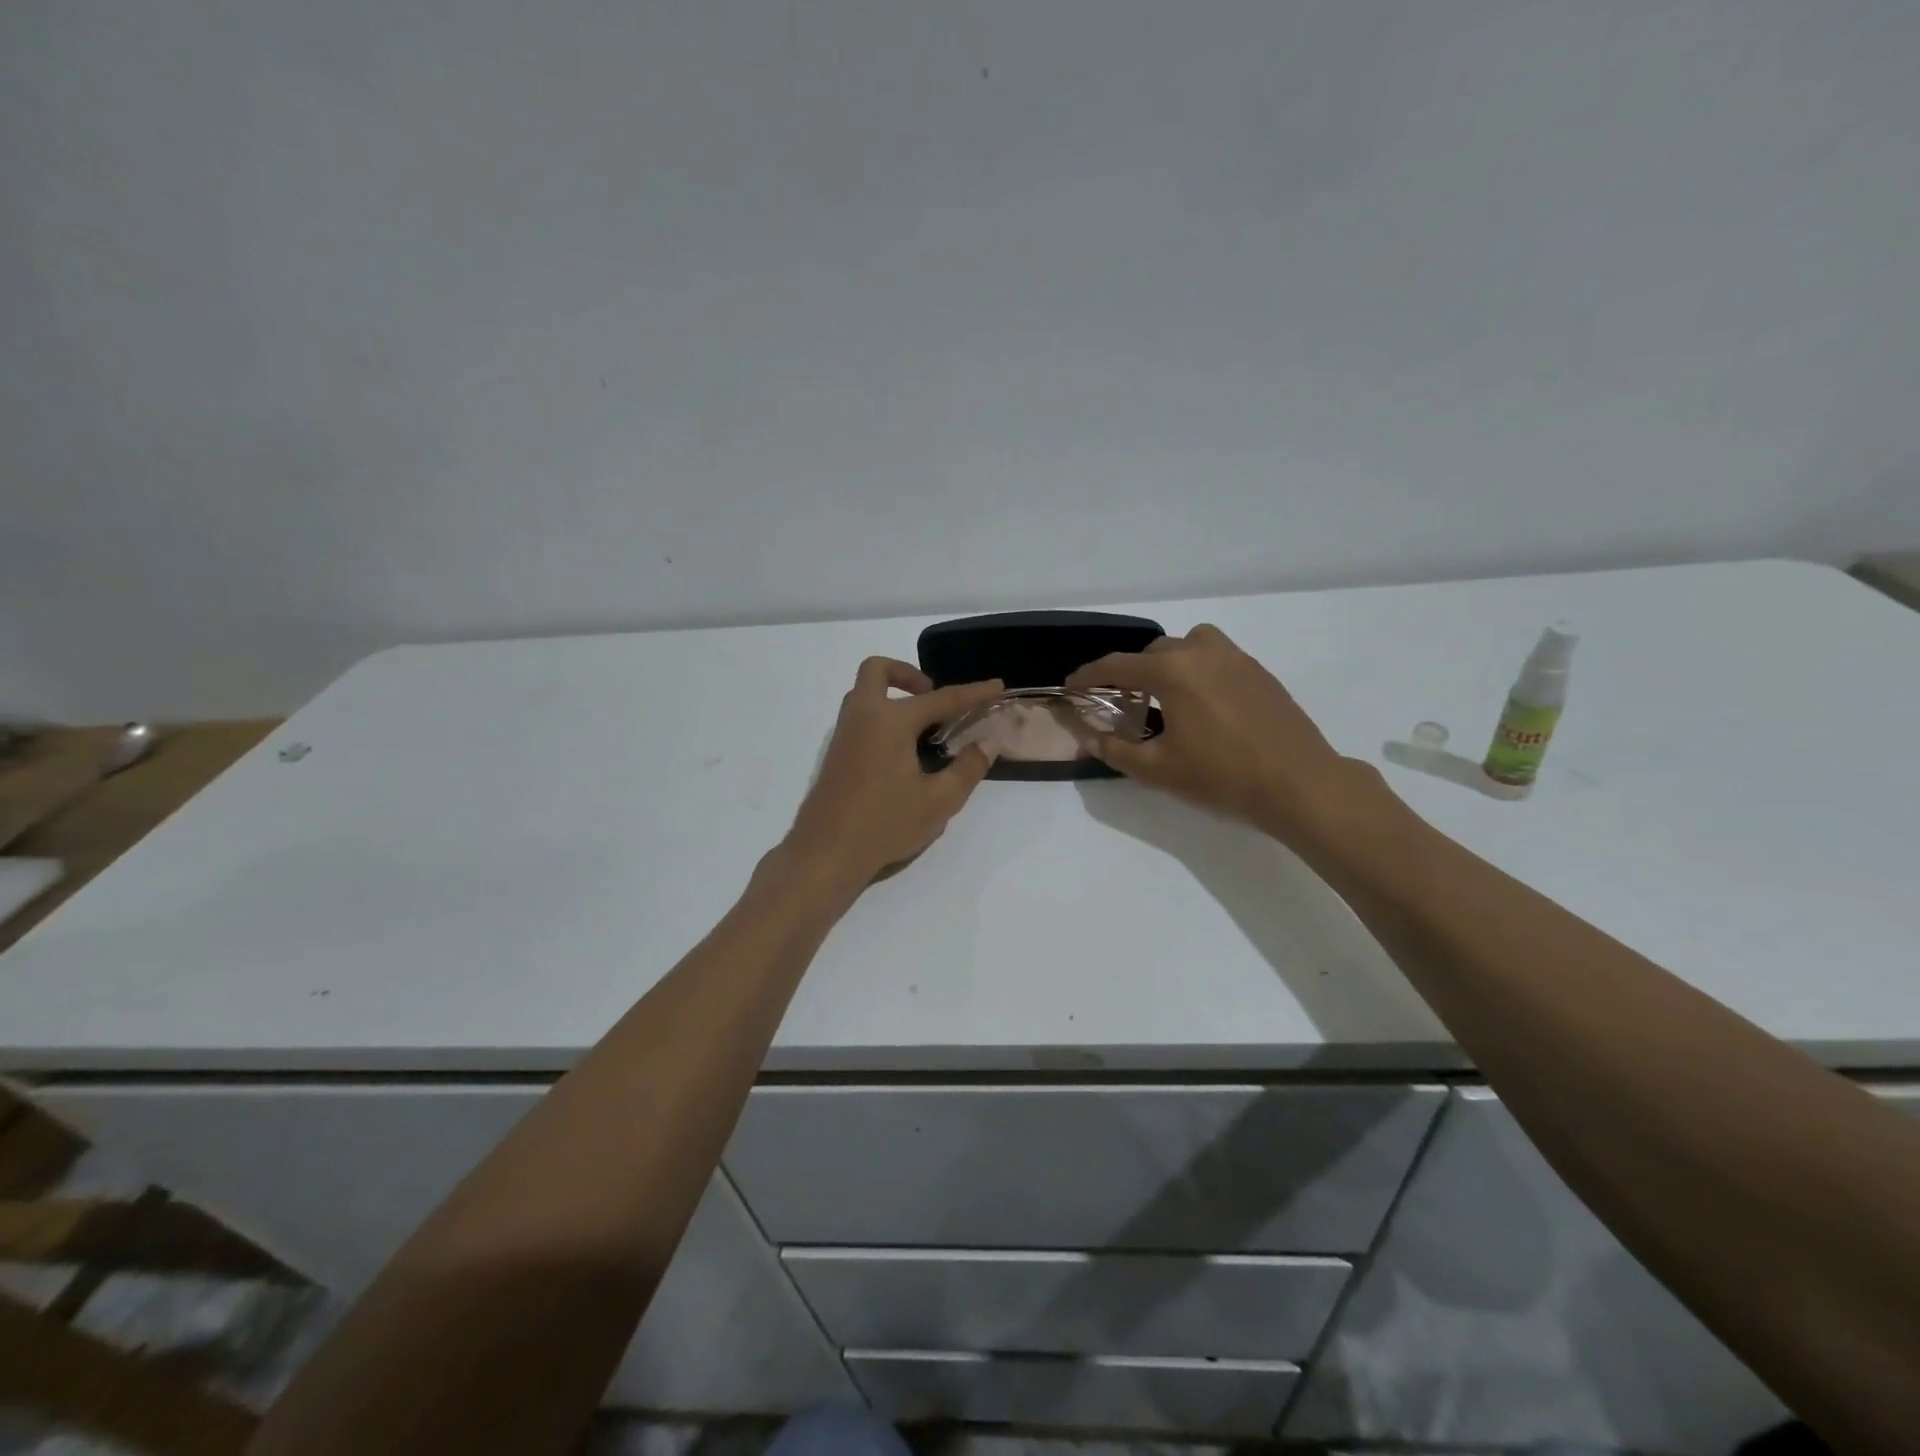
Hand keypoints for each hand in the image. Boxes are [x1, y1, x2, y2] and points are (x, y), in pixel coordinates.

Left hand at [780, 657, 1003, 890]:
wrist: (825, 853)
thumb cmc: (885, 824)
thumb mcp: (938, 801)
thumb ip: (967, 768)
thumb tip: (988, 743)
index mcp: (890, 721)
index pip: (941, 699)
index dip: (972, 693)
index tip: (996, 686)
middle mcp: (863, 716)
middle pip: (878, 671)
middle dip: (909, 674)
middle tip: (934, 699)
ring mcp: (843, 734)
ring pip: (864, 692)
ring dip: (892, 695)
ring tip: (923, 728)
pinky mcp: (835, 754)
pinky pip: (859, 716)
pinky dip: (881, 716)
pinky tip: (901, 752)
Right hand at [1066, 624, 1357, 845]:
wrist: (1298, 783)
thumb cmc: (1222, 776)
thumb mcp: (1158, 770)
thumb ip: (1116, 750)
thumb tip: (1089, 737)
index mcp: (1172, 671)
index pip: (1117, 666)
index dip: (1088, 676)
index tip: (1071, 686)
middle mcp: (1202, 652)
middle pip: (1153, 651)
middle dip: (1131, 671)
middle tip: (1121, 701)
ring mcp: (1236, 658)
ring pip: (1189, 645)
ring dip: (1168, 662)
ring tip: (1164, 696)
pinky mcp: (1259, 672)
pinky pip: (1216, 657)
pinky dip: (1198, 670)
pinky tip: (1202, 705)